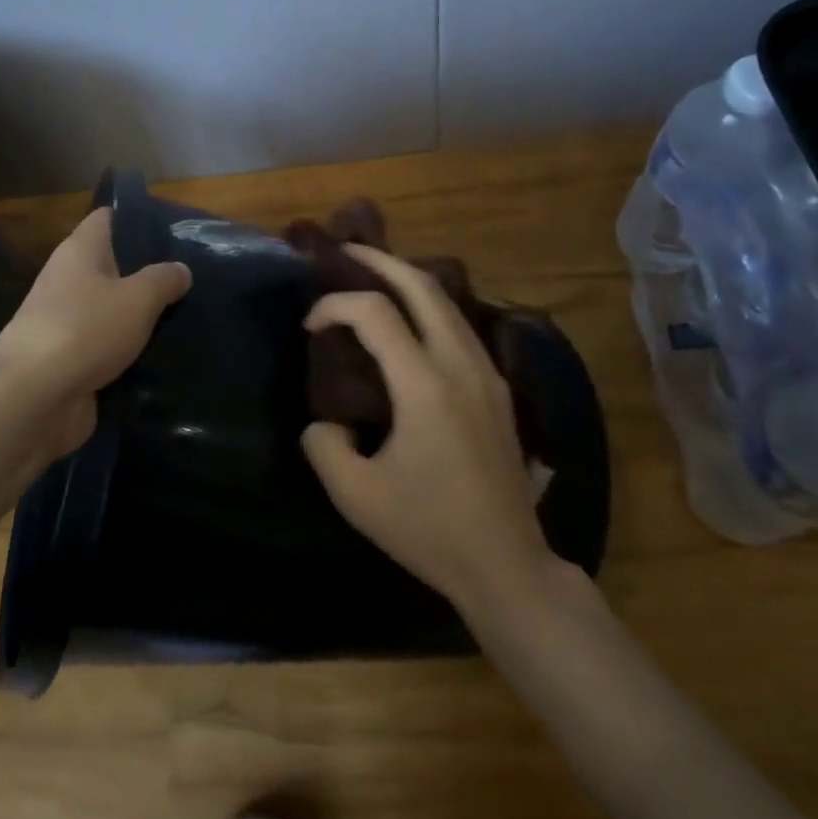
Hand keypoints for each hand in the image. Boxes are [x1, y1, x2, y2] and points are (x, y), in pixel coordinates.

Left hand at [0, 208, 191, 457]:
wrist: (33, 401)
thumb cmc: (85, 330)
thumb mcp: (138, 298)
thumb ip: (163, 280)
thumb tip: (181, 269)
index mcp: (79, 252)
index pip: (107, 218)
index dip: (138, 218)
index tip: (175, 229)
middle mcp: (68, 280)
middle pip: (113, 266)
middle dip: (148, 271)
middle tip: (191, 277)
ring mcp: (66, 323)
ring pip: (112, 310)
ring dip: (141, 316)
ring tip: (187, 316)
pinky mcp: (69, 361)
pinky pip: (108, 347)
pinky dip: (130, 351)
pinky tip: (163, 355)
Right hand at [300, 244, 553, 616]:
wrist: (507, 565)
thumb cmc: (429, 530)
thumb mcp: (356, 496)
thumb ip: (324, 446)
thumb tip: (325, 420)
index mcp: (426, 386)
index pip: (376, 314)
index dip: (335, 306)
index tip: (310, 324)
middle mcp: (461, 365)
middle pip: (424, 287)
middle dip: (382, 262)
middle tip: (347, 253)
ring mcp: (487, 374)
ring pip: (449, 303)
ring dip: (409, 281)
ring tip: (375, 278)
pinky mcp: (499, 389)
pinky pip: (461, 326)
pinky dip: (430, 307)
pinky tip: (411, 321)